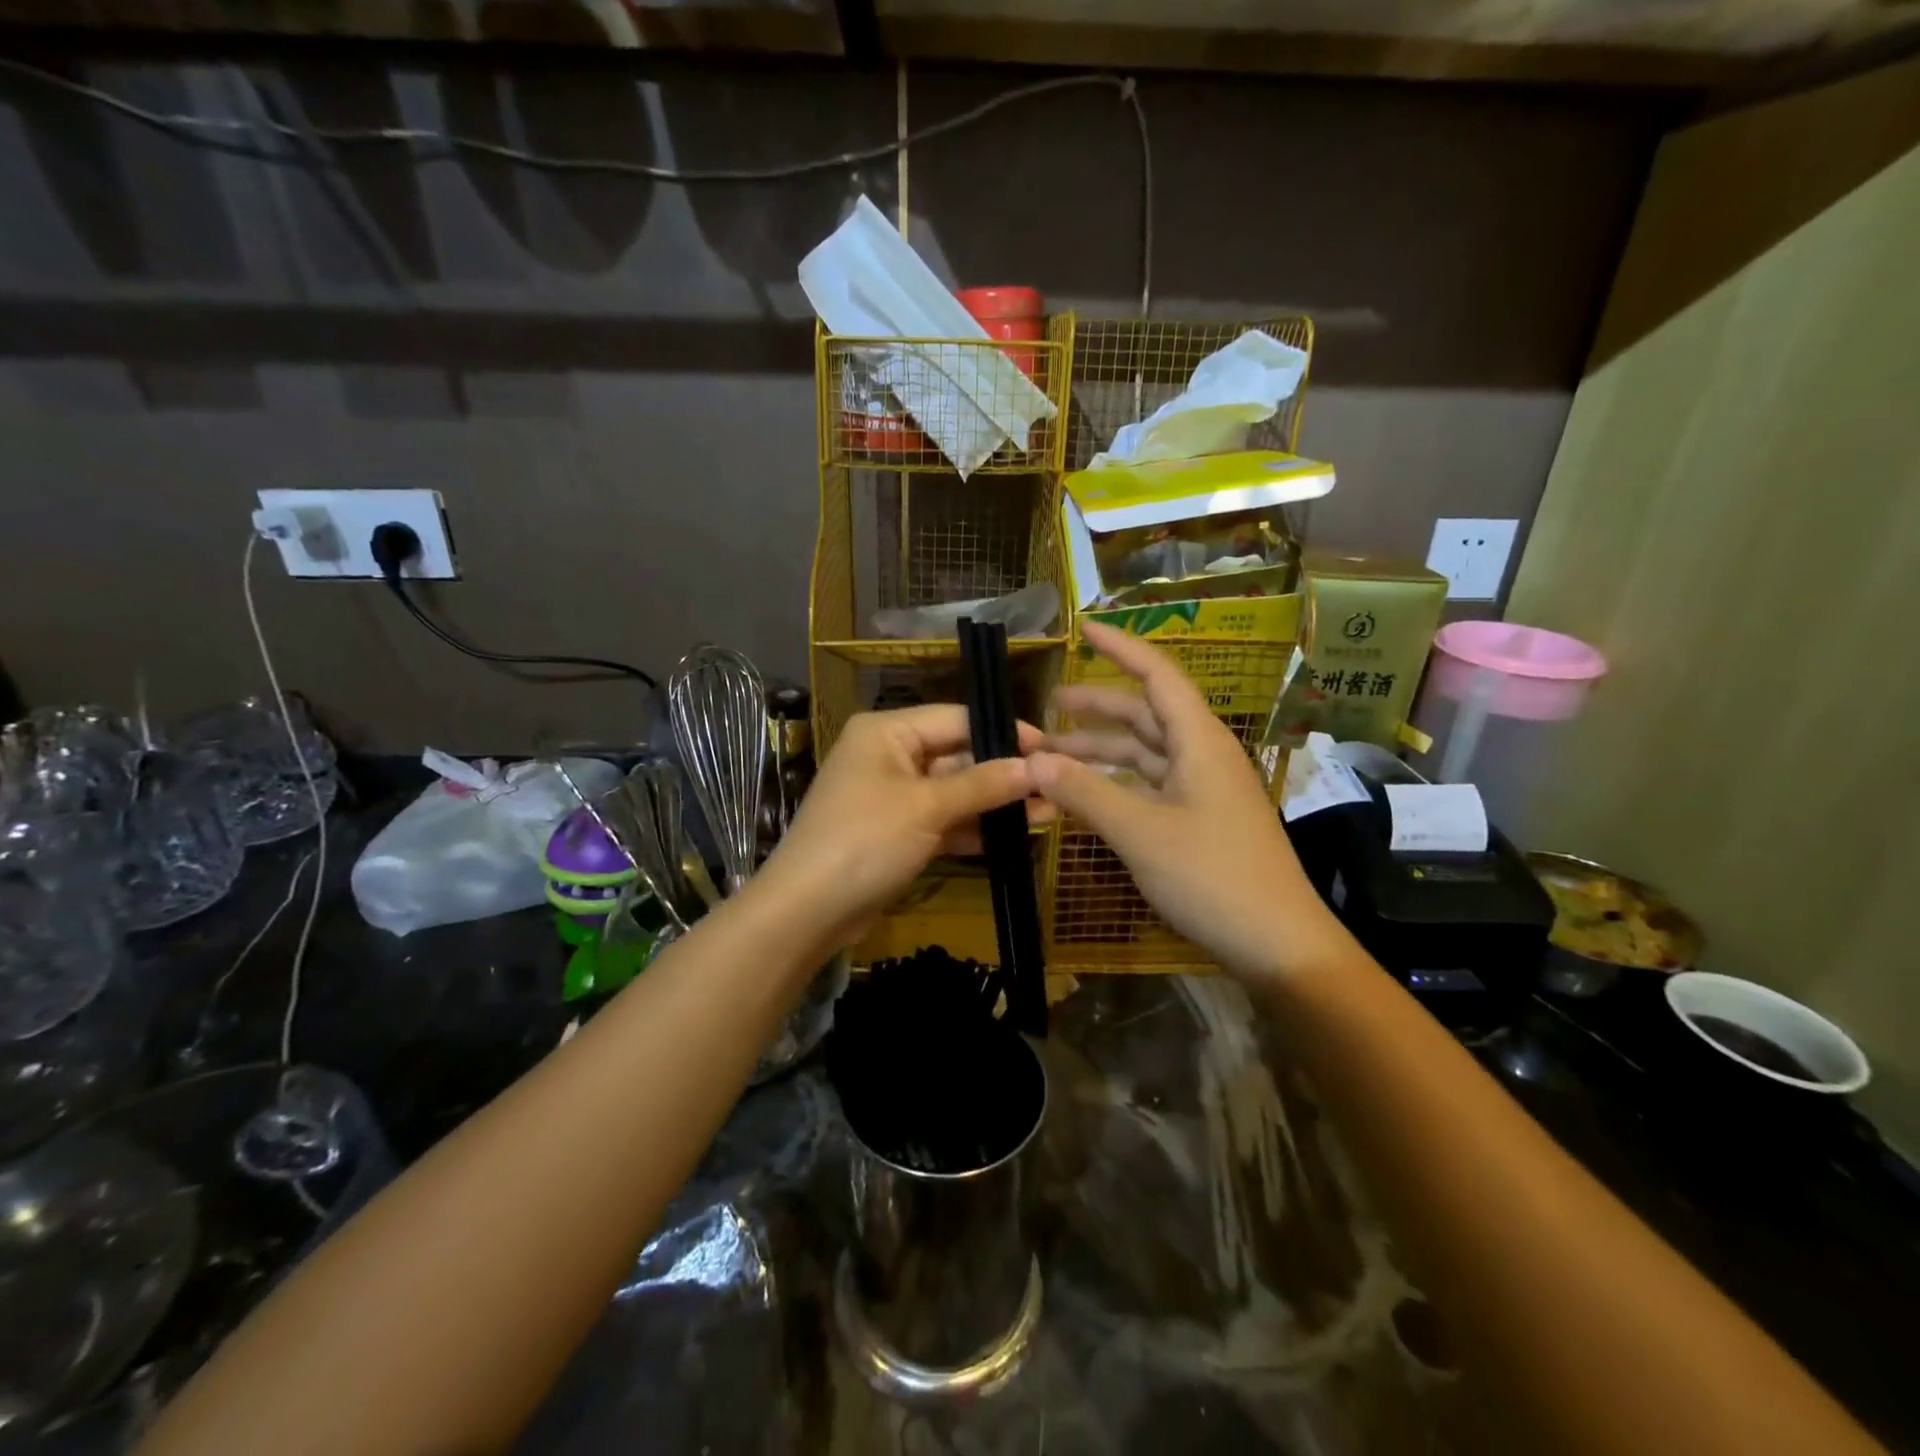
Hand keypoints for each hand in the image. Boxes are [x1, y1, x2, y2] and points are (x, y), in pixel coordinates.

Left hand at [754, 705, 1048, 953]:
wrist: (807, 911)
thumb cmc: (865, 841)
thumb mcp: (927, 808)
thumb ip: (982, 784)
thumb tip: (1036, 765)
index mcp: (887, 732)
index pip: (956, 719)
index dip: (1003, 732)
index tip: (1050, 748)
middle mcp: (889, 756)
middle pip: (957, 755)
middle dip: (1003, 774)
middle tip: (1055, 786)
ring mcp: (892, 797)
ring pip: (954, 792)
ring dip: (994, 804)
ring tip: (1048, 812)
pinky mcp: (897, 833)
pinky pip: (942, 821)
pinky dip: (973, 828)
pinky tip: (1014, 835)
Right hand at [1028, 620, 1341, 982]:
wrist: (1278, 944)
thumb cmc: (1213, 876)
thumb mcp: (1141, 831)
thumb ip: (1085, 792)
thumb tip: (1032, 761)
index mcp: (1198, 741)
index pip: (1156, 676)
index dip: (1120, 648)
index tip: (1082, 629)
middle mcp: (1201, 756)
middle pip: (1145, 715)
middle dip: (1096, 708)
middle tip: (1047, 707)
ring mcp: (1202, 791)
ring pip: (1143, 754)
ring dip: (1099, 751)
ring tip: (1050, 755)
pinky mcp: (1199, 822)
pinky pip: (1148, 787)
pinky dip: (1114, 785)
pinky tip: (1083, 795)